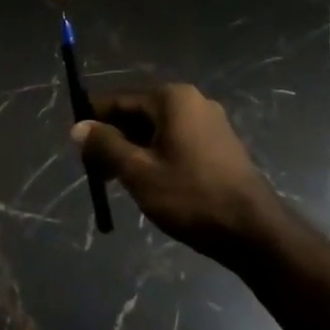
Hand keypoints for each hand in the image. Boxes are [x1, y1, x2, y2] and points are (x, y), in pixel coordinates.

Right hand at [71, 84, 284, 266]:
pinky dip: (156, 155)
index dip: (93, 121)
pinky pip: (176, 141)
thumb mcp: (138, 172)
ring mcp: (209, 122)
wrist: (252, 230)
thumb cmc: (190, 196)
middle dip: (113, 138)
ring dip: (134, 150)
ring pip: (156, 130)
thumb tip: (78, 127)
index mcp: (172, 98)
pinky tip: (148, 182)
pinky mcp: (219, 144)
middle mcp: (192, 101)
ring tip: (117, 181)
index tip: (76, 146)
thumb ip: (105, 145)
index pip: (119, 100)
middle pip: (138, 113)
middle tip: (95, 171)